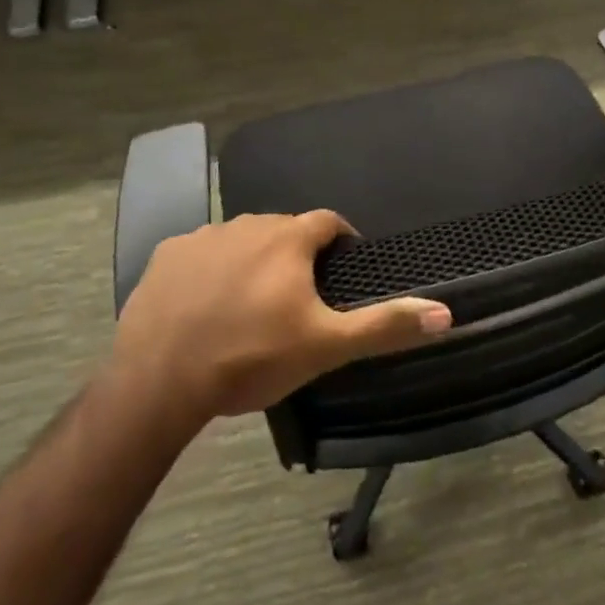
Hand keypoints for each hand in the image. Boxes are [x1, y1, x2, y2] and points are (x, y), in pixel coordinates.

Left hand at [114, 211, 452, 420]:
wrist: (159, 382)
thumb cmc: (252, 357)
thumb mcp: (327, 346)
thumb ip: (386, 326)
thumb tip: (445, 314)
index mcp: (288, 238)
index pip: (328, 222)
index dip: (341, 240)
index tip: (344, 266)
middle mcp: (246, 224)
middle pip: (284, 229)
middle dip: (297, 254)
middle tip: (299, 297)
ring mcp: (201, 237)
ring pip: (241, 239)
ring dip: (254, 259)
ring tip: (253, 302)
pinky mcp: (164, 256)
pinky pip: (200, 253)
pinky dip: (211, 269)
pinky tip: (207, 304)